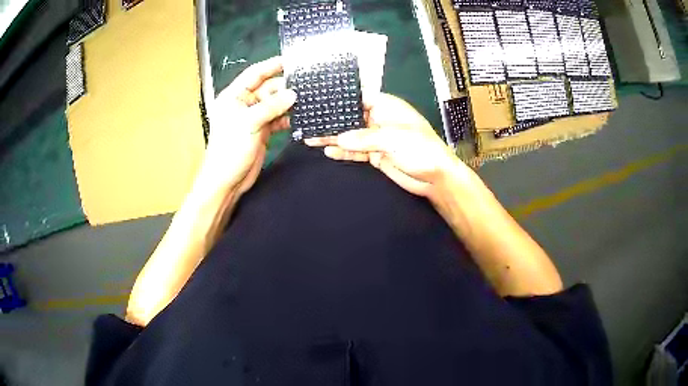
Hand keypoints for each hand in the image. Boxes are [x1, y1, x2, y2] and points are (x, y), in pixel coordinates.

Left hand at [202, 57, 296, 195]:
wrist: (227, 180)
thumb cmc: (230, 149)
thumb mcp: (249, 123)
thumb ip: (271, 107)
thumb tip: (293, 94)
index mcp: (234, 96)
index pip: (254, 74)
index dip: (271, 65)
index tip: (290, 60)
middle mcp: (243, 103)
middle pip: (268, 89)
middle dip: (285, 87)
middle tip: (307, 84)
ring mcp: (253, 117)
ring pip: (275, 104)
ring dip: (288, 103)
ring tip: (307, 100)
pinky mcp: (261, 130)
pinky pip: (277, 118)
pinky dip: (287, 118)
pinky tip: (300, 117)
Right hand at [304, 93, 464, 199]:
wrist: (435, 179)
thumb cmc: (421, 150)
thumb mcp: (394, 139)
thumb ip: (365, 138)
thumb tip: (340, 139)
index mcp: (387, 107)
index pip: (360, 96)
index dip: (342, 97)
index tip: (321, 98)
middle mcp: (380, 120)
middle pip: (351, 116)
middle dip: (332, 119)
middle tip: (309, 120)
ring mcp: (377, 138)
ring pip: (350, 135)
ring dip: (333, 137)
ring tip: (310, 137)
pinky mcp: (375, 155)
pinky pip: (355, 151)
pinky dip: (343, 151)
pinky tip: (328, 150)